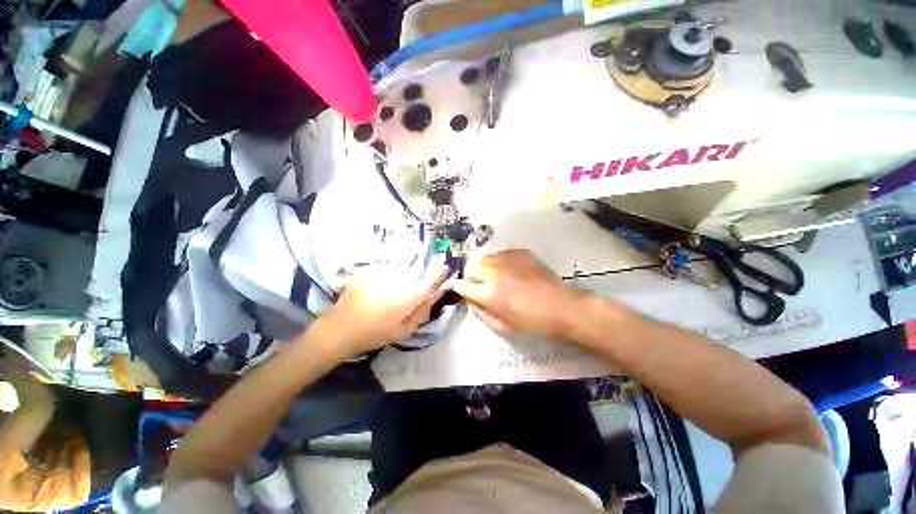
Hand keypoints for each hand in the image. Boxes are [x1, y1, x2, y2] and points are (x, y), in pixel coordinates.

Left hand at [319, 264, 450, 357]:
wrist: (340, 329)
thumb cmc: (375, 334)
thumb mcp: (404, 331)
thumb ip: (422, 312)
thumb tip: (433, 297)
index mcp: (406, 298)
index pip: (428, 281)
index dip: (438, 273)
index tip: (445, 266)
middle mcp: (395, 281)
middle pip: (414, 276)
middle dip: (415, 282)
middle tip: (405, 296)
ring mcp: (379, 274)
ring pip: (399, 274)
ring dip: (399, 281)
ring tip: (387, 297)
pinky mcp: (367, 271)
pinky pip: (384, 273)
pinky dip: (385, 280)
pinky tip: (375, 293)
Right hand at [452, 250, 581, 338]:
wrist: (561, 306)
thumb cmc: (531, 322)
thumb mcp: (502, 326)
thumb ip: (480, 312)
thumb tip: (469, 299)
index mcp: (488, 292)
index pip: (463, 285)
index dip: (461, 289)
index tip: (465, 292)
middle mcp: (494, 271)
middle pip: (470, 267)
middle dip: (472, 278)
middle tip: (482, 287)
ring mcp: (507, 258)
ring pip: (484, 258)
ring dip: (485, 268)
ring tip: (497, 278)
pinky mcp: (520, 252)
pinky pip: (500, 254)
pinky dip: (500, 262)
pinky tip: (511, 271)